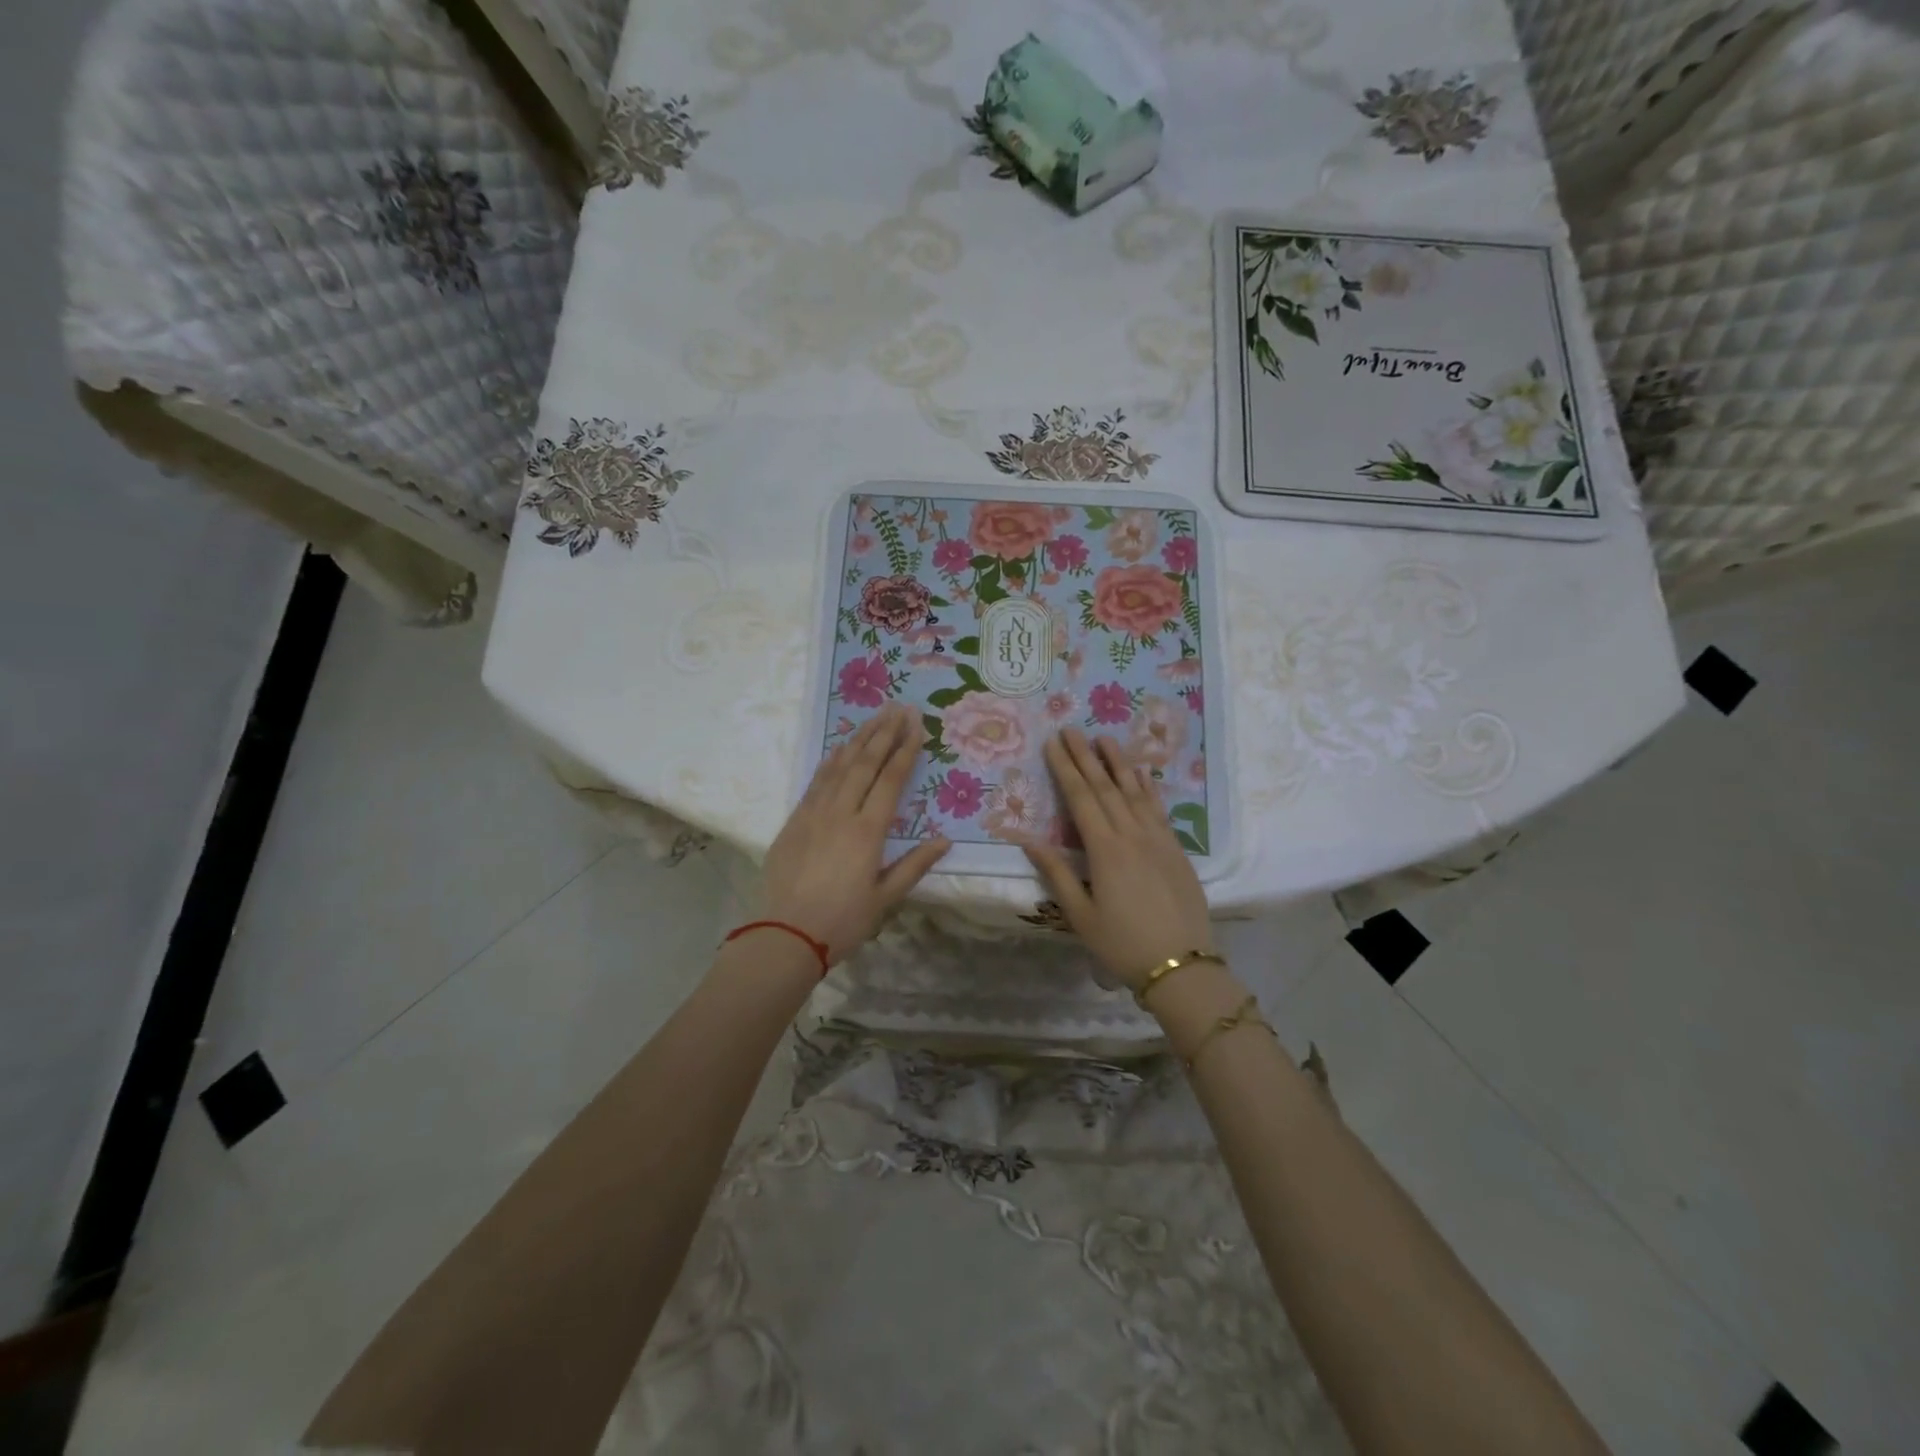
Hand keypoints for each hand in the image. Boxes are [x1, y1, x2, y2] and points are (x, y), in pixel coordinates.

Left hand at [763, 704, 950, 963]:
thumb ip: (915, 865)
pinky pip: (816, 781)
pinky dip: (831, 760)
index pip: (891, 780)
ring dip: (859, 739)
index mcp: (868, 831)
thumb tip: (944, 840)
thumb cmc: (843, 920)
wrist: (786, 934)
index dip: (905, 750)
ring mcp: (814, 813)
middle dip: (884, 733)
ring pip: (840, 766)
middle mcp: (841, 813)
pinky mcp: (795, 819)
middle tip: (899, 708)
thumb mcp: (885, 898)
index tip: (917, 725)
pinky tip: (841, 747)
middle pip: (866, 763)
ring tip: (875, 716)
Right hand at [1023, 728, 1211, 989]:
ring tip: (1105, 738)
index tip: (1053, 743)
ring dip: (1118, 763)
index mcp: (1104, 849)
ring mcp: (1158, 839)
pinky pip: (1159, 809)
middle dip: (1086, 756)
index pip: (1080, 798)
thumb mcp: (1080, 915)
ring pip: (1135, 791)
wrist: (1181, 965)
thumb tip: (1028, 840)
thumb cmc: (1122, 944)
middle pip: (1105, 787)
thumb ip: (1056, 873)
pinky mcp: (1176, 849)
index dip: (1065, 768)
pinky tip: (1142, 773)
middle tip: (1073, 729)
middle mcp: (1131, 834)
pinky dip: (1148, 787)